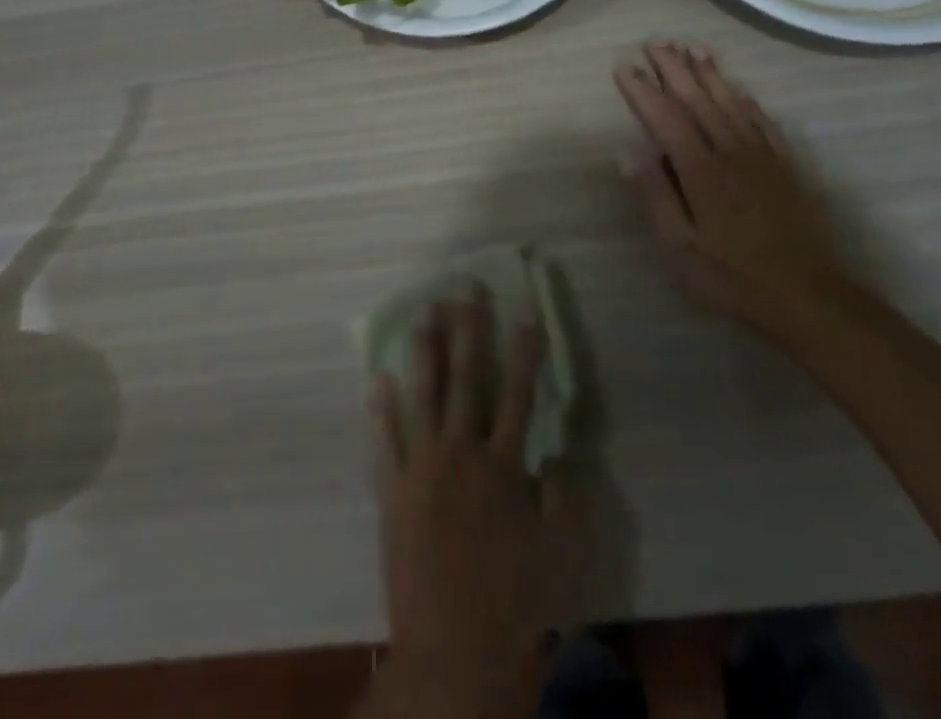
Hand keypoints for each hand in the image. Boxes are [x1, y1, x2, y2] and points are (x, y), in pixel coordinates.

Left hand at [366, 290, 573, 718]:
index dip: (524, 348)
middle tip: (465, 288)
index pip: (518, 391)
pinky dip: (379, 408)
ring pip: (423, 395)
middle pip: (467, 378)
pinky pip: (383, 442)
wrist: (453, 652)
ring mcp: (421, 469)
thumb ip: (563, 494)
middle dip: (469, 329)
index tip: (525, 309)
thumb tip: (555, 450)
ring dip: (425, 351)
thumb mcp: (560, 551)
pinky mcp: (392, 492)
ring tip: (423, 312)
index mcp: (503, 464)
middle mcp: (461, 453)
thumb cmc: (514, 601)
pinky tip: (377, 376)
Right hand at [614, 42, 841, 339]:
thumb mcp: (679, 248)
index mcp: (700, 170)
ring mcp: (762, 156)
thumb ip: (654, 196)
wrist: (808, 296)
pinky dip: (747, 100)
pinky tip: (738, 88)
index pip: (665, 117)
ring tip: (693, 47)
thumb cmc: (732, 276)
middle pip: (698, 100)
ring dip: (710, 73)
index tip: (623, 65)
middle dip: (674, 69)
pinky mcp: (786, 167)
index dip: (643, 89)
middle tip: (655, 42)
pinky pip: (763, 122)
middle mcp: (730, 151)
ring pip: (731, 103)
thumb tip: (628, 152)